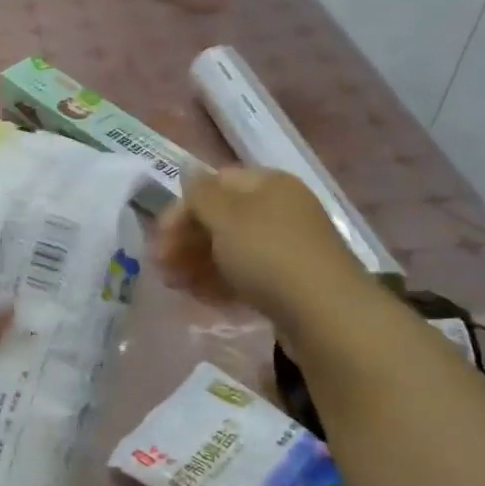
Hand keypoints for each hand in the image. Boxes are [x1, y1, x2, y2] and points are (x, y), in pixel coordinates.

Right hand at [156, 167, 366, 332]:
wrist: (325, 314)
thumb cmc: (269, 255)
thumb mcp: (226, 217)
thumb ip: (201, 194)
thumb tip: (188, 171)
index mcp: (268, 185)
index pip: (214, 184)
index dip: (182, 207)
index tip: (159, 237)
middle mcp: (279, 210)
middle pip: (221, 218)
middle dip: (185, 240)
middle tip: (159, 267)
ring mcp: (285, 248)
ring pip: (230, 250)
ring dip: (196, 264)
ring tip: (174, 286)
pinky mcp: (288, 282)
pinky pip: (245, 276)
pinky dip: (219, 283)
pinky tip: (201, 299)